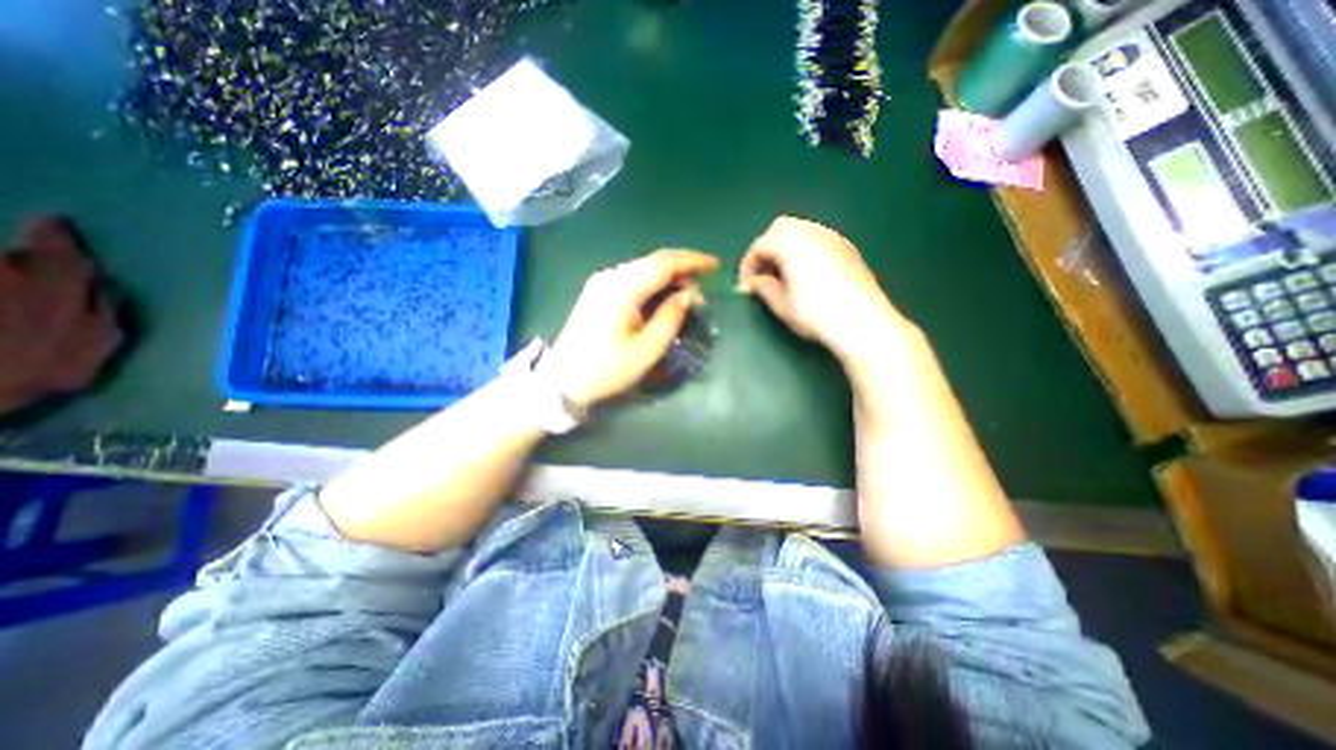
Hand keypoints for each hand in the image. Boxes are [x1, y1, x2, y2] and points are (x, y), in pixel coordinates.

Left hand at [539, 250, 721, 406]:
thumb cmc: (607, 369)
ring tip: (685, 297)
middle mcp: (610, 277)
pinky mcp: (597, 292)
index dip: (692, 261)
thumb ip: (671, 317)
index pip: (664, 263)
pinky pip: (631, 279)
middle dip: (681, 271)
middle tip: (701, 293)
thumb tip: (689, 294)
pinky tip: (661, 299)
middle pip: (653, 262)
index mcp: (622, 288)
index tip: (715, 266)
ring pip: (642, 269)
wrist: (562, 380)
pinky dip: (652, 284)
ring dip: (667, 278)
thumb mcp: (647, 349)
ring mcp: (600, 283)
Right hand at [736, 213, 912, 363]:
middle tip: (765, 273)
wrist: (860, 320)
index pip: (760, 245)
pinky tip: (808, 273)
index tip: (746, 285)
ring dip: (787, 247)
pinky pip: (819, 239)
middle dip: (768, 248)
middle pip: (781, 228)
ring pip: (802, 230)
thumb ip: (762, 288)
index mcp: (790, 244)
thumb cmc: (814, 312)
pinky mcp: (848, 248)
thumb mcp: (781, 304)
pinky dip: (806, 249)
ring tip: (785, 274)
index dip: (748, 265)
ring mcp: (833, 238)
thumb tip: (751, 284)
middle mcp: (812, 232)